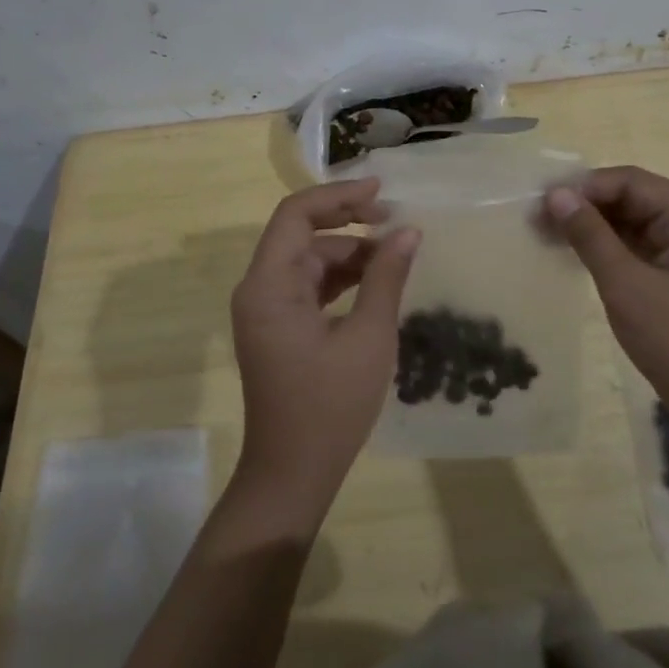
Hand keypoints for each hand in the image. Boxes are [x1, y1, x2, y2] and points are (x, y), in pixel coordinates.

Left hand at [229, 179, 420, 520]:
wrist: (292, 476)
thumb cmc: (329, 408)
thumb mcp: (368, 338)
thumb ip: (386, 278)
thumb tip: (409, 231)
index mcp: (269, 285)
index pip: (296, 215)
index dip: (338, 195)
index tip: (381, 191)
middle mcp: (259, 288)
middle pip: (301, 232)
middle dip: (347, 220)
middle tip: (394, 218)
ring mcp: (266, 309)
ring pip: (308, 258)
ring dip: (349, 250)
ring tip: (395, 251)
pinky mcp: (279, 326)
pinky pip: (308, 284)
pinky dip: (340, 276)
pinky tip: (375, 278)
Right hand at [545, 167, 668, 415]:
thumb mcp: (627, 285)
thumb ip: (590, 235)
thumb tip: (556, 193)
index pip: (631, 182)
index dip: (585, 186)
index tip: (544, 201)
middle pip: (630, 198)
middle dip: (583, 204)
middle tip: (537, 216)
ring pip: (628, 222)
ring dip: (588, 224)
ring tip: (544, 231)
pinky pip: (632, 246)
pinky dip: (601, 246)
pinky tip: (569, 251)